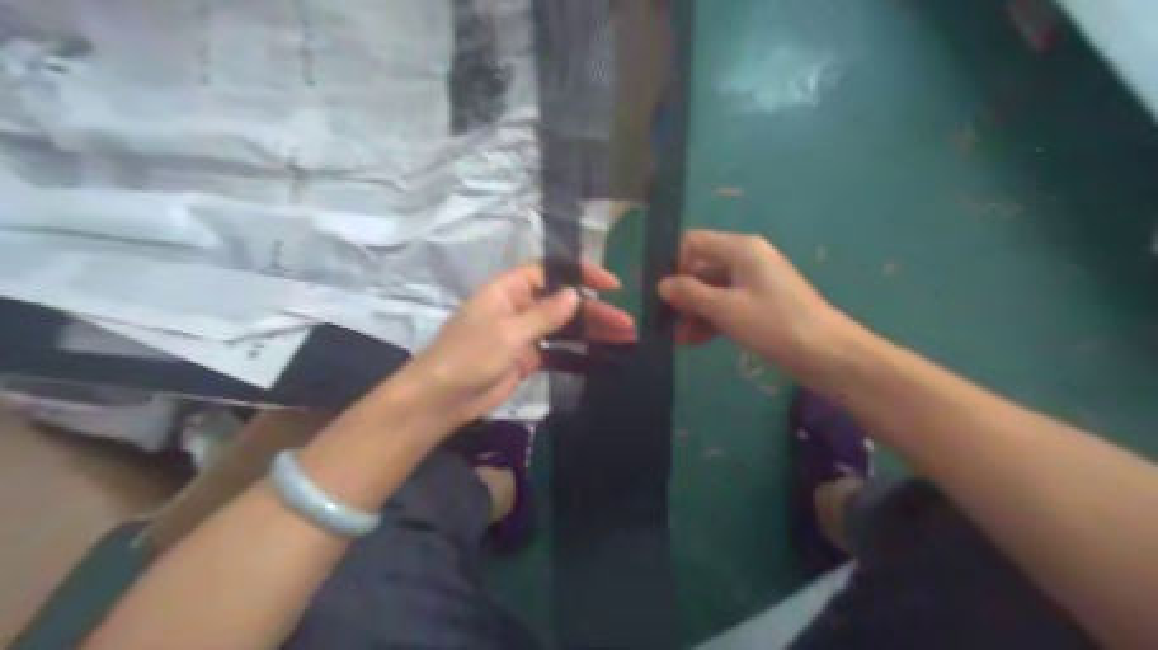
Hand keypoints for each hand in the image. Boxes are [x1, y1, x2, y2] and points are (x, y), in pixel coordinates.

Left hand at [397, 258, 631, 431]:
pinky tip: (603, 357)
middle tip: (626, 322)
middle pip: (563, 303)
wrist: (442, 400)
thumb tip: (575, 294)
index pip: (550, 272)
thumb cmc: (468, 357)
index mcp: (509, 290)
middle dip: (595, 311)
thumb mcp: (508, 332)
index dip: (580, 274)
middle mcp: (519, 307)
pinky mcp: (528, 359)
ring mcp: (524, 334)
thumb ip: (544, 315)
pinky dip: (579, 354)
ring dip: (593, 332)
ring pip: (565, 327)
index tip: (611, 284)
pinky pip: (559, 351)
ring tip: (625, 337)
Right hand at [660, 228, 848, 369]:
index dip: (674, 264)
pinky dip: (711, 319)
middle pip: (702, 268)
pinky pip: (727, 304)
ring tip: (680, 340)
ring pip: (712, 290)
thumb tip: (662, 285)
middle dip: (683, 295)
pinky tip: (696, 341)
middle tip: (666, 323)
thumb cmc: (775, 324)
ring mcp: (755, 282)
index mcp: (741, 248)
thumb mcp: (726, 309)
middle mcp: (747, 258)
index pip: (694, 242)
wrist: (828, 354)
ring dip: (694, 312)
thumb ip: (690, 294)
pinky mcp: (760, 304)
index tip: (662, 294)